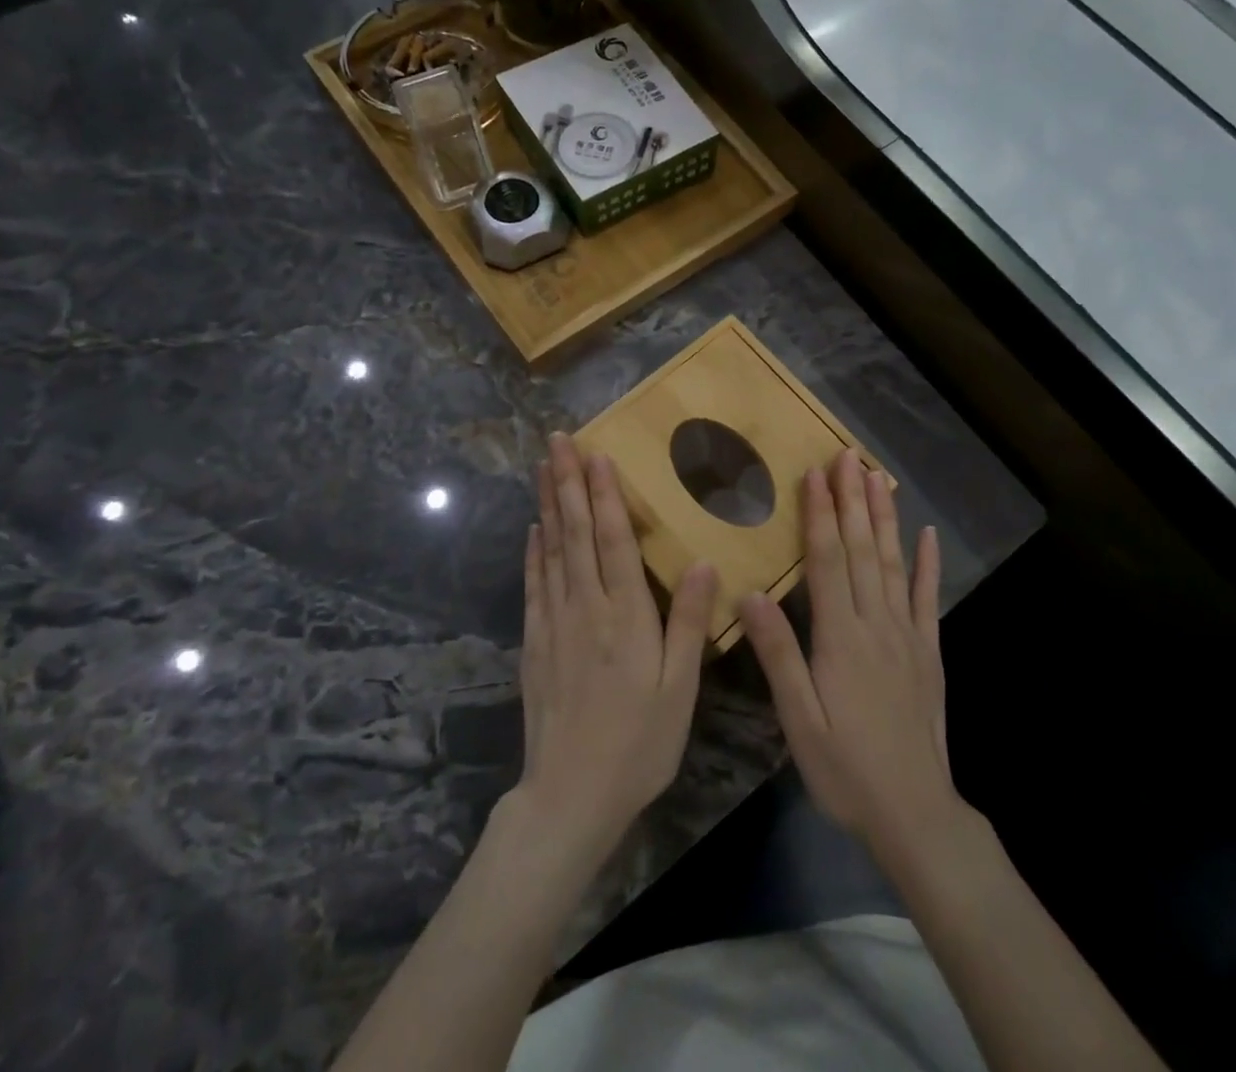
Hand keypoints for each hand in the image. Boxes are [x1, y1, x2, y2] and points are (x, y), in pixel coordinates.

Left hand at [513, 433, 716, 864]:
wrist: (570, 796)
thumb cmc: (638, 743)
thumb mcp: (679, 689)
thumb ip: (689, 623)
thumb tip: (702, 562)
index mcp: (626, 616)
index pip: (613, 540)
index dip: (604, 494)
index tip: (596, 454)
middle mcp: (586, 608)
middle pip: (574, 533)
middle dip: (567, 482)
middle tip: (557, 440)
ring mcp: (555, 624)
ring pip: (551, 550)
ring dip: (547, 505)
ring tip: (542, 467)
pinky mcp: (535, 644)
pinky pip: (534, 586)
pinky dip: (533, 552)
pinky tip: (533, 530)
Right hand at [739, 451, 958, 863]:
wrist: (915, 812)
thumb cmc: (845, 768)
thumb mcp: (799, 719)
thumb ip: (778, 654)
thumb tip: (751, 593)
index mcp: (840, 636)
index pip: (828, 560)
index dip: (820, 514)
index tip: (815, 473)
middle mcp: (876, 623)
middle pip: (862, 550)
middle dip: (853, 499)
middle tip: (847, 455)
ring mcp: (908, 635)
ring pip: (894, 563)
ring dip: (884, 518)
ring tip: (878, 477)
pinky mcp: (930, 652)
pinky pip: (929, 599)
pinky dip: (928, 564)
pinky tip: (927, 535)